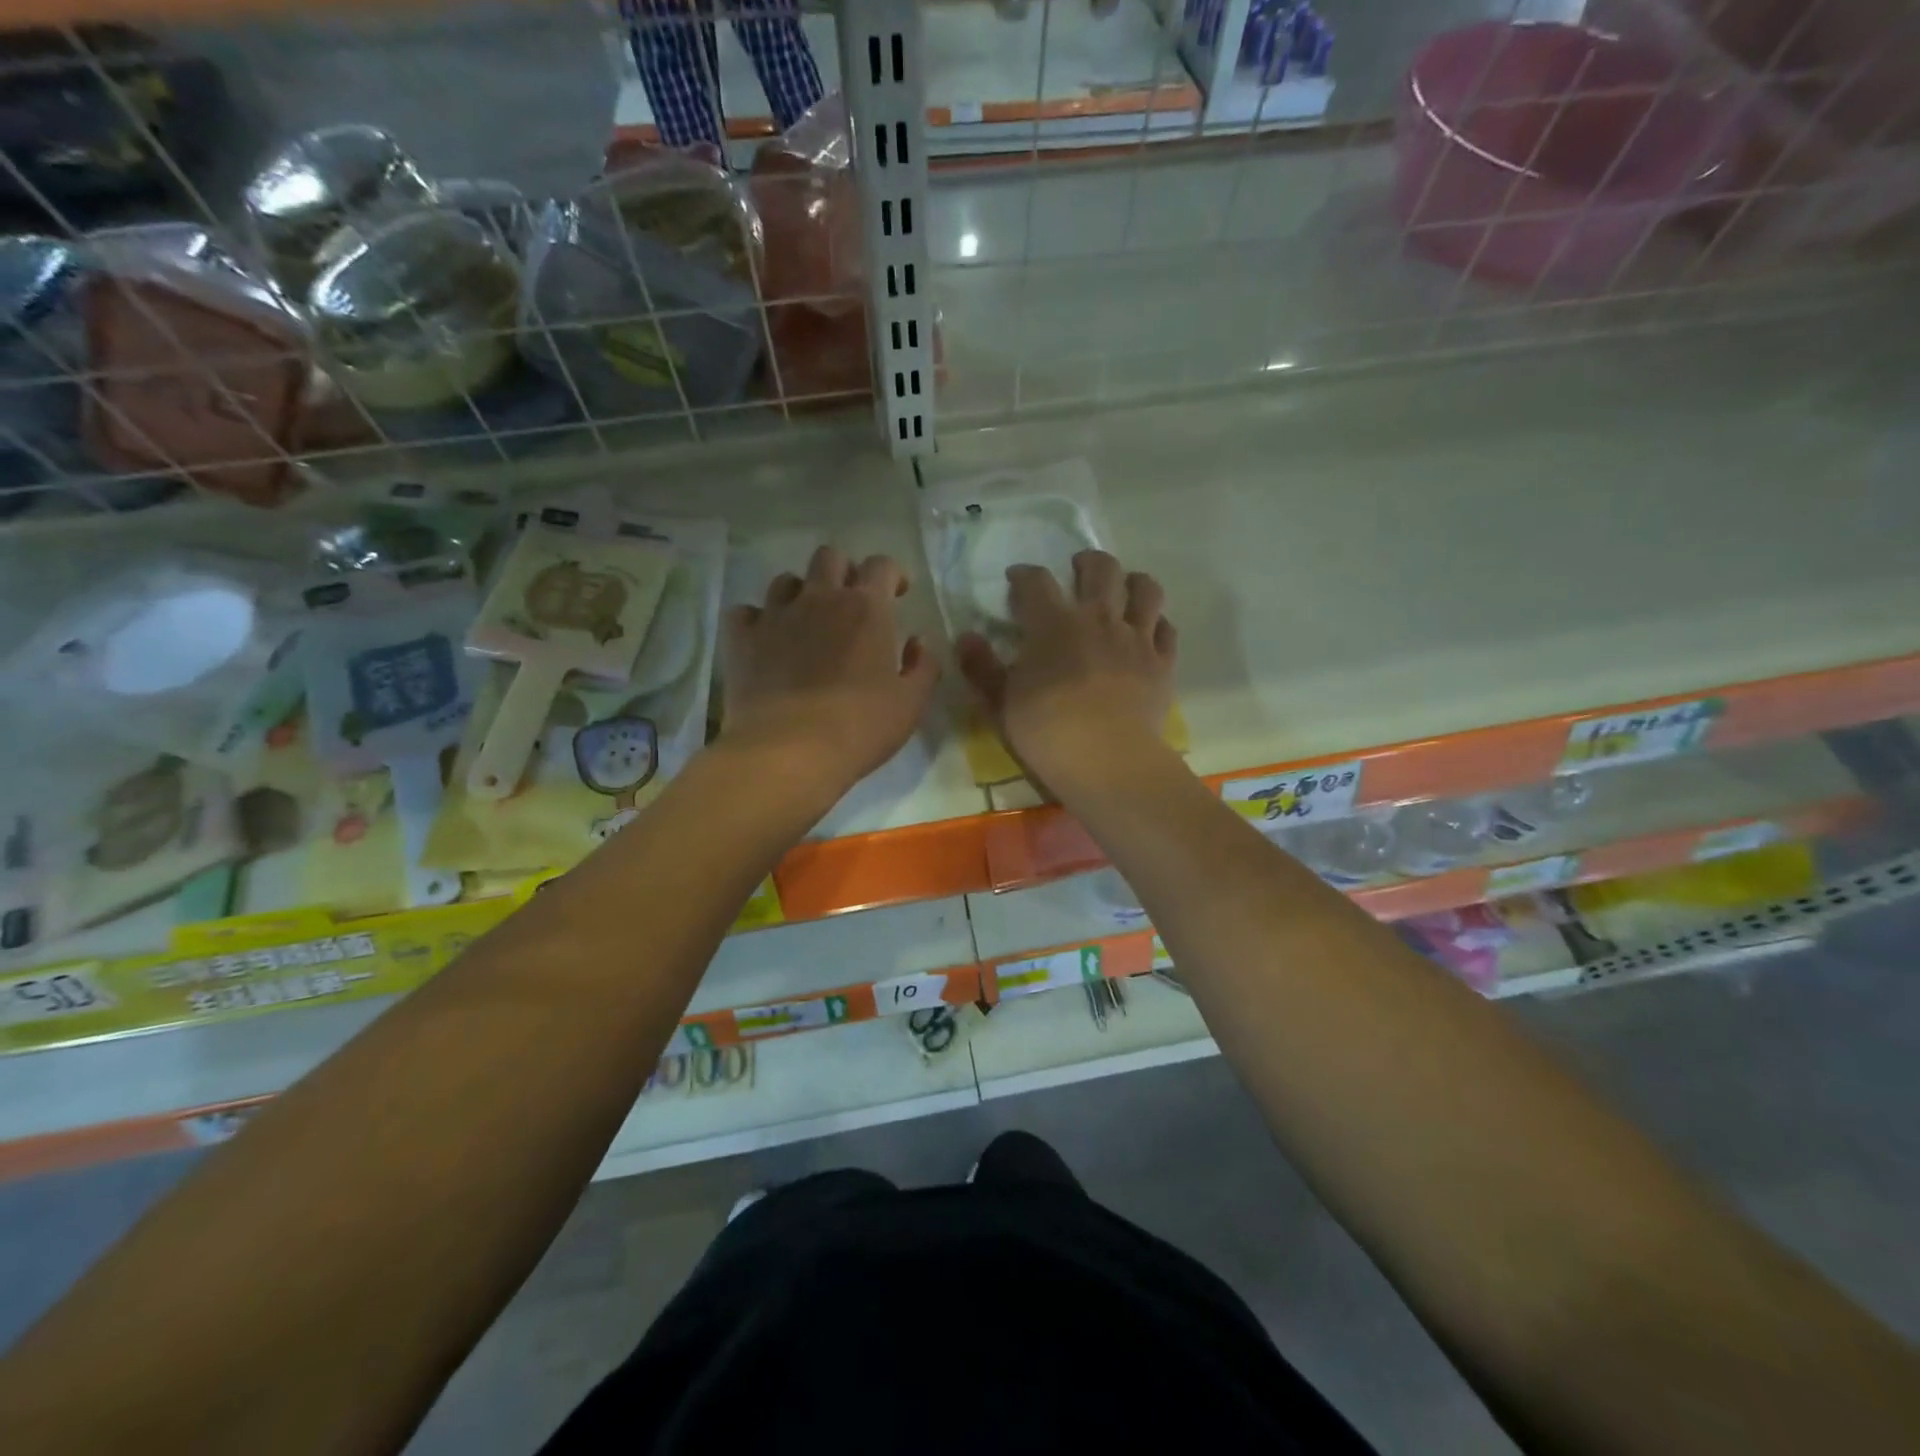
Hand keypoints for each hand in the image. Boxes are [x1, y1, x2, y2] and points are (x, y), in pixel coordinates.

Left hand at [720, 545, 939, 799]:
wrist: (790, 750)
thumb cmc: (861, 726)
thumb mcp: (911, 703)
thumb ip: (923, 667)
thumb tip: (918, 643)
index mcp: (866, 608)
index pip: (881, 565)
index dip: (891, 574)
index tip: (896, 594)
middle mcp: (819, 598)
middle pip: (829, 557)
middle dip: (843, 571)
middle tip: (850, 602)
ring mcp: (776, 615)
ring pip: (785, 580)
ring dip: (800, 593)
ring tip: (806, 621)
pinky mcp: (742, 639)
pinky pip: (745, 612)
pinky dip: (756, 621)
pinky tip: (765, 641)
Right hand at [956, 550, 1176, 792]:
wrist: (1108, 761)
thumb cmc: (1046, 732)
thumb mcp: (1000, 703)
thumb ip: (981, 667)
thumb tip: (965, 637)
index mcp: (1054, 624)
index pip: (1037, 581)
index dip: (1024, 574)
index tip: (1016, 578)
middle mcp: (1099, 619)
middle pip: (1101, 569)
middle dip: (1087, 562)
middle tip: (1078, 569)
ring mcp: (1137, 639)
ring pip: (1145, 590)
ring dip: (1132, 582)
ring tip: (1124, 588)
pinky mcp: (1162, 663)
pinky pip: (1167, 629)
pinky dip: (1157, 623)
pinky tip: (1149, 630)